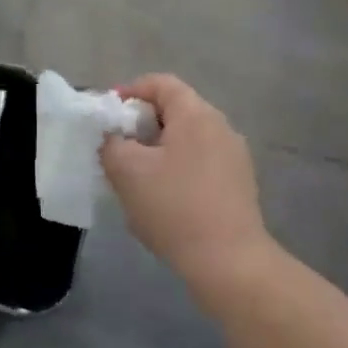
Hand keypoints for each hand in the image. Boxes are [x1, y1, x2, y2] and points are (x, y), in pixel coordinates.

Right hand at [100, 74, 270, 279]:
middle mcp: (221, 127)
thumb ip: (111, 143)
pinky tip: (164, 199)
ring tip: (136, 176)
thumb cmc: (174, 208)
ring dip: (159, 150)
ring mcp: (234, 157)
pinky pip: (201, 162)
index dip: (130, 92)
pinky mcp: (239, 184)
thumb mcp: (126, 171)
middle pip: (175, 110)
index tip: (108, 116)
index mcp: (196, 114)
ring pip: (188, 139)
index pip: (161, 83)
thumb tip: (113, 137)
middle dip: (142, 125)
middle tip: (117, 148)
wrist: (229, 263)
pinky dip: (178, 168)